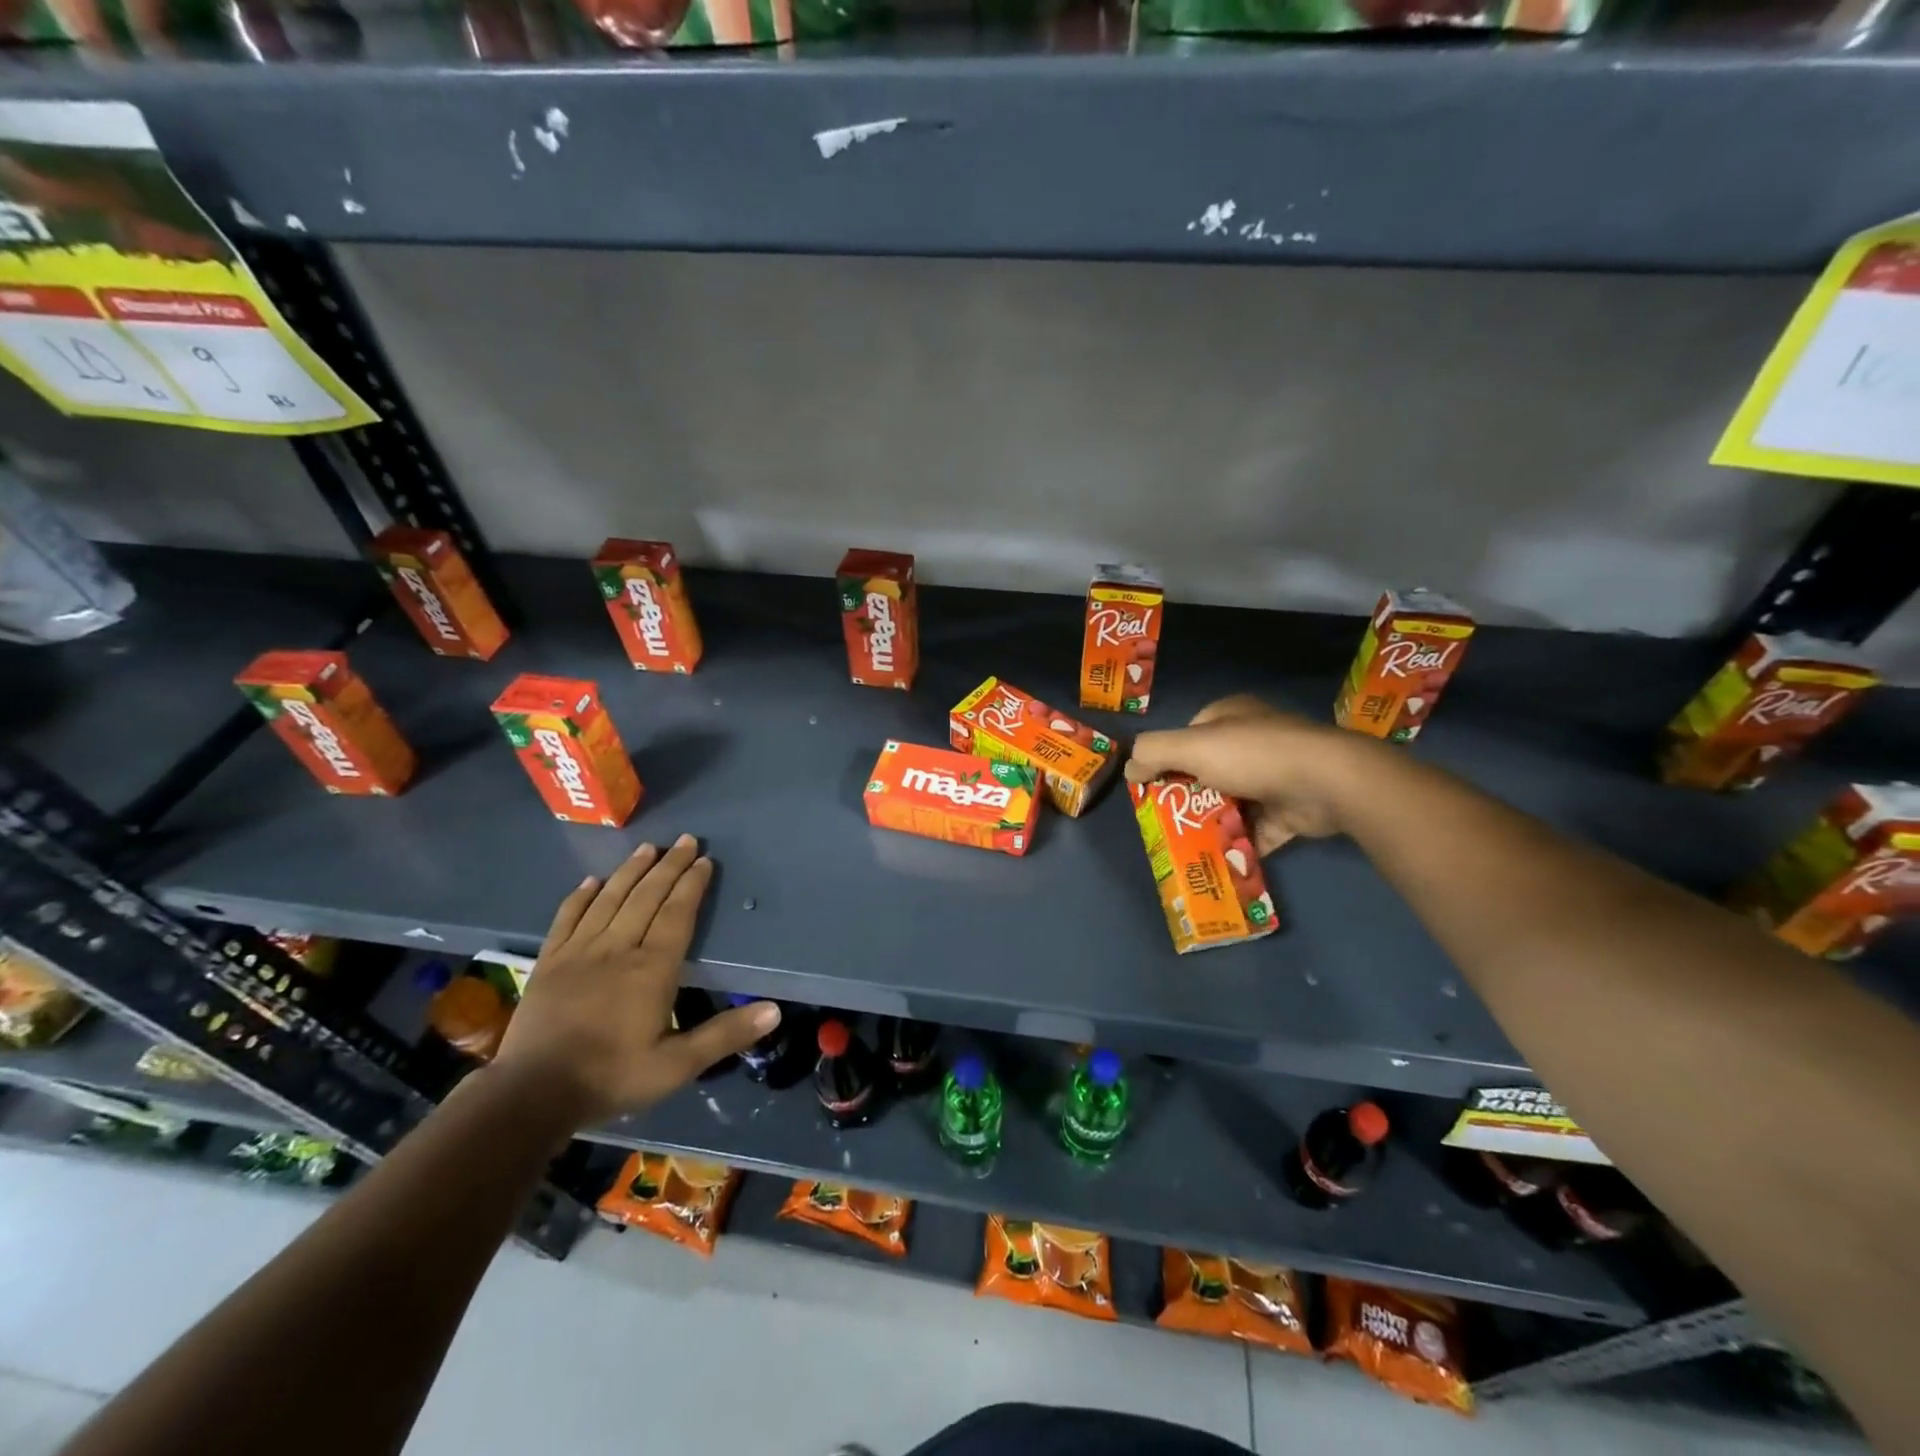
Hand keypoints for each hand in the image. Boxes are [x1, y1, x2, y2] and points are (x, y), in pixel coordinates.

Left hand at [491, 835, 779, 1125]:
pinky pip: (567, 918)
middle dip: (669, 866)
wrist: (531, 1095)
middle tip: (685, 840)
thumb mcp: (676, 1066)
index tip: (704, 860)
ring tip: (648, 848)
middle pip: (646, 897)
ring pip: (610, 900)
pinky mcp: (549, 962)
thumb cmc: (611, 1077)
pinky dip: (582, 896)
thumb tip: (774, 1010)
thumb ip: (724, 1035)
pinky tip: (592, 881)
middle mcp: (617, 949)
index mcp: (651, 969)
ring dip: (631, 871)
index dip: (691, 885)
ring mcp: (579, 952)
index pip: (676, 914)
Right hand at [1125, 696, 1374, 853]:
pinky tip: (1221, 861)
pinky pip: (1259, 828)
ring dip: (1213, 823)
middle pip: (1209, 770)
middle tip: (1170, 821)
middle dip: (1189, 796)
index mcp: (1231, 715)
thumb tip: (1130, 769)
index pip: (1190, 735)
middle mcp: (1255, 740)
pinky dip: (1241, 843)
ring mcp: (1278, 774)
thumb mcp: (1190, 747)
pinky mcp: (1293, 809)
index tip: (1155, 786)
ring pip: (1233, 801)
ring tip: (1189, 846)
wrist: (1327, 783)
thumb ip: (1152, 753)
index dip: (1170, 758)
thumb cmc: (1252, 756)